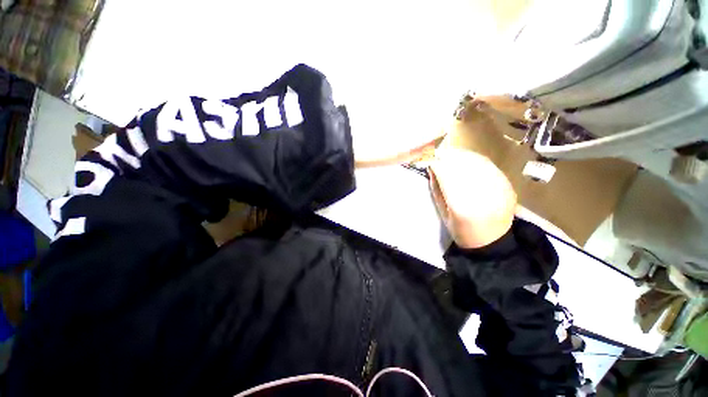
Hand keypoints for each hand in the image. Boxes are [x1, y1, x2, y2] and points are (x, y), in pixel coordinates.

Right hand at [429, 148, 516, 248]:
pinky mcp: (508, 185)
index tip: (428, 159)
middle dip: (447, 156)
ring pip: (477, 161)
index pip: (446, 175)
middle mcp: (482, 195)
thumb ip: (436, 189)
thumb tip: (431, 168)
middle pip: (463, 165)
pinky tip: (466, 159)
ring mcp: (499, 188)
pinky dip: (475, 159)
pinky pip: (489, 165)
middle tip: (437, 154)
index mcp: (462, 207)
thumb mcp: (443, 213)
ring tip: (450, 154)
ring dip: (461, 155)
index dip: (436, 164)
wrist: (492, 242)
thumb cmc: (462, 231)